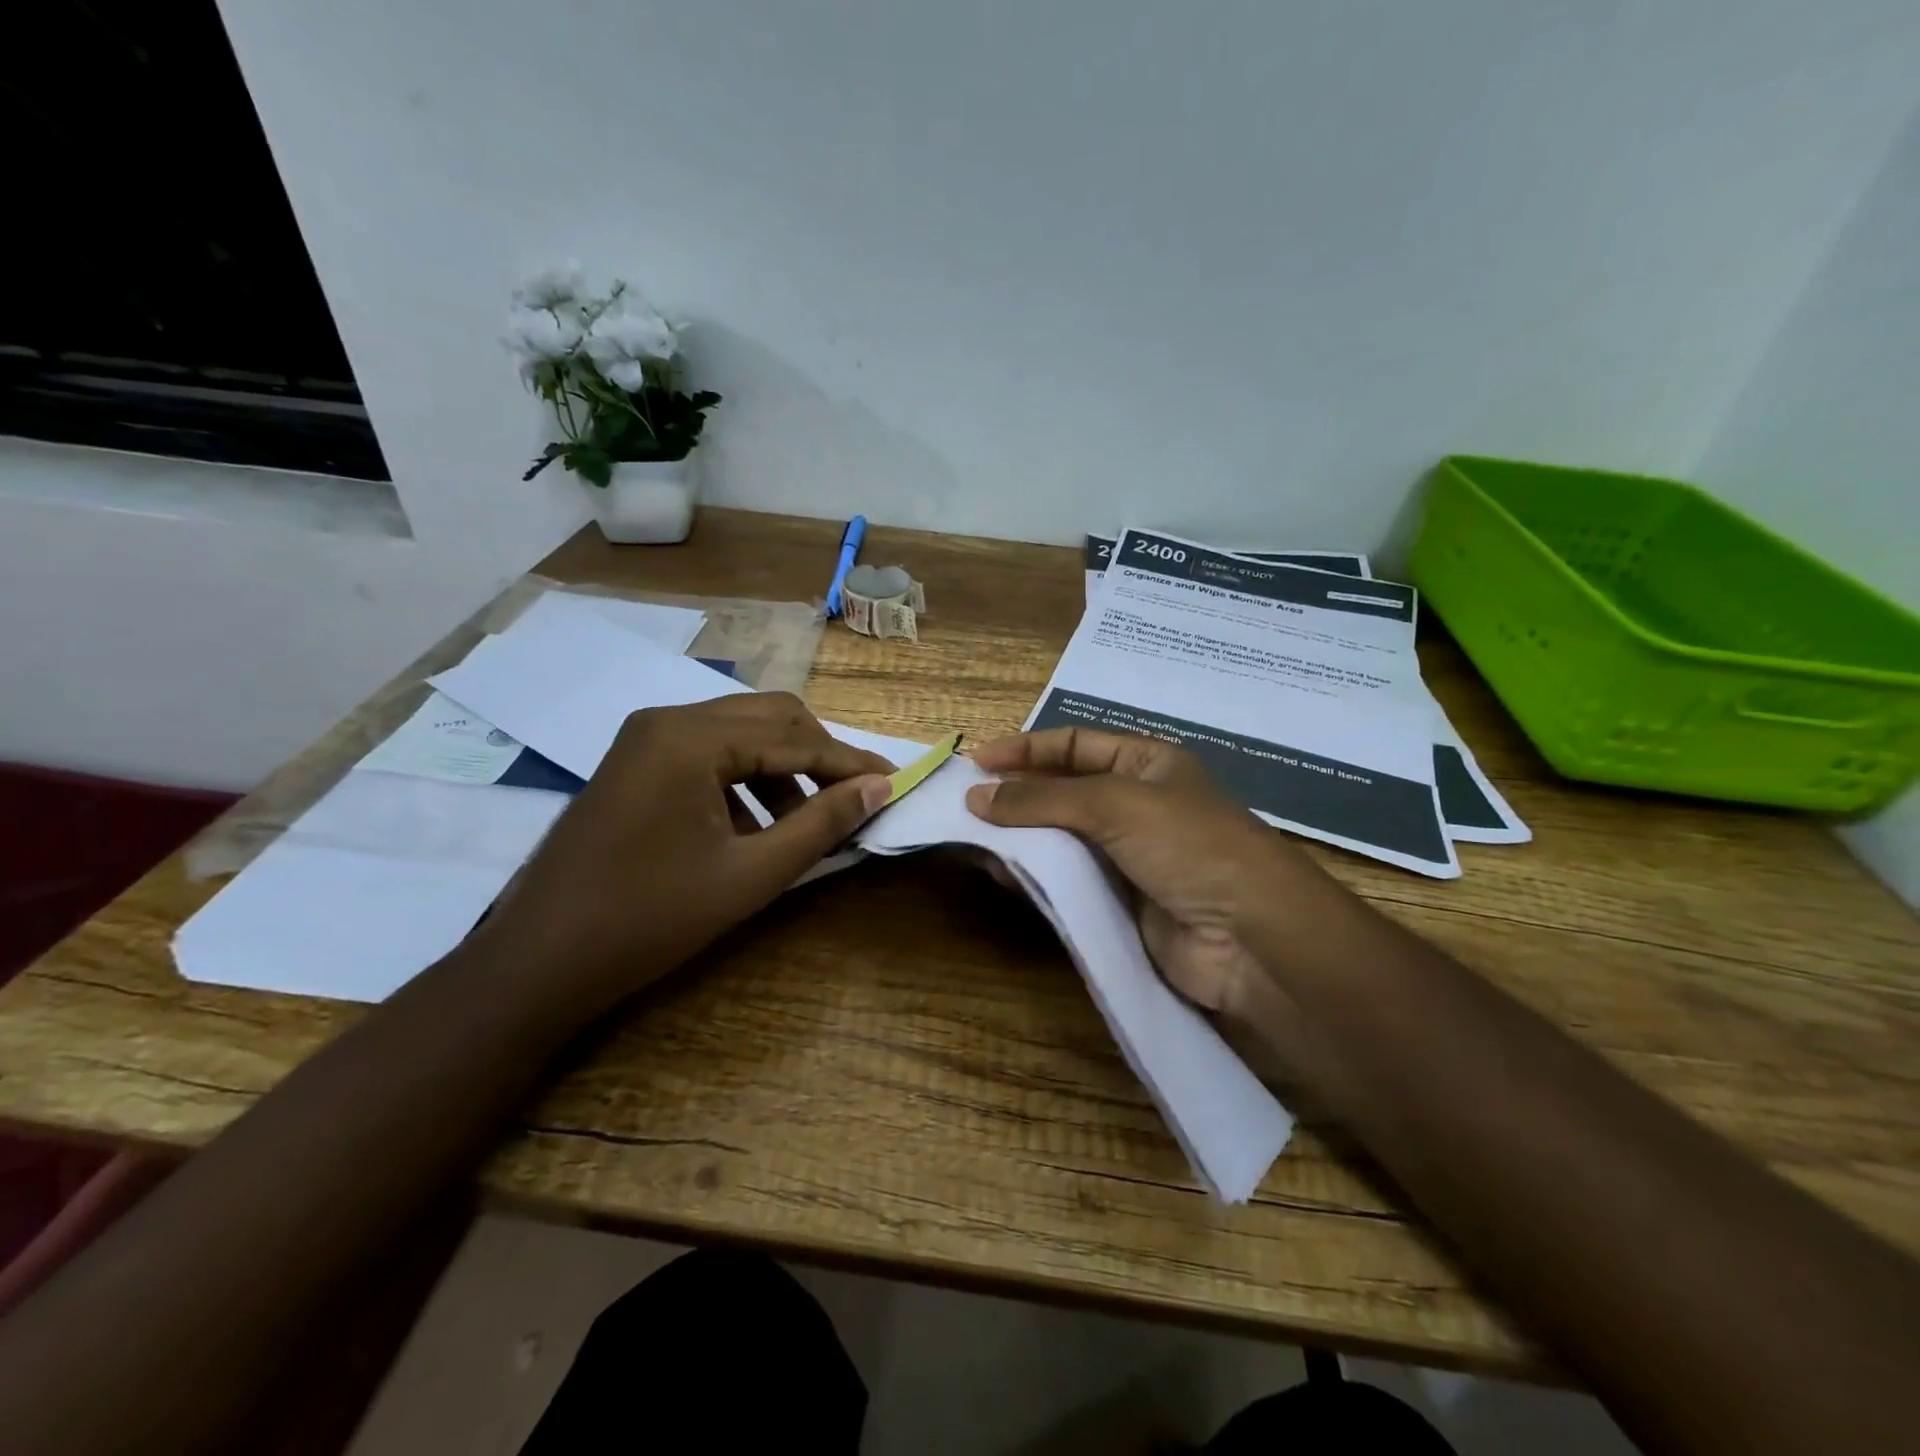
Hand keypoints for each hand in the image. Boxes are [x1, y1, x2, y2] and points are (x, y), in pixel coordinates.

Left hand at [473, 695, 892, 1003]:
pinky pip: (708, 755)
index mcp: (691, 738)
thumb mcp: (751, 875)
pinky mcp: (634, 764)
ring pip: (739, 734)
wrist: (540, 962)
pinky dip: (744, 781)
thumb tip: (879, 786)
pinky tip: (754, 829)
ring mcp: (645, 740)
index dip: (848, 762)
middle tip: (852, 798)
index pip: (793, 737)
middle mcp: (667, 720)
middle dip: (817, 756)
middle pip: (768, 718)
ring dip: (782, 769)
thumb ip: (822, 824)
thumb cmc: (650, 918)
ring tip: (804, 824)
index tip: (893, 780)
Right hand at [964, 728, 1331, 1022]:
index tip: (975, 764)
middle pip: (1062, 791)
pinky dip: (1033, 875)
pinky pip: (1066, 880)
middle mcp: (1135, 803)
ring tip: (970, 842)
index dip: (1025, 749)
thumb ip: (1042, 799)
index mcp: (1146, 763)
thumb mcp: (1115, 803)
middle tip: (962, 806)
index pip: (1074, 744)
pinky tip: (1001, 874)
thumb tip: (975, 797)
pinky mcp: (1118, 902)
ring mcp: (1127, 855)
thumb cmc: (1188, 845)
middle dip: (1014, 796)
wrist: (1250, 939)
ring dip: (1017, 838)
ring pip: (1058, 838)